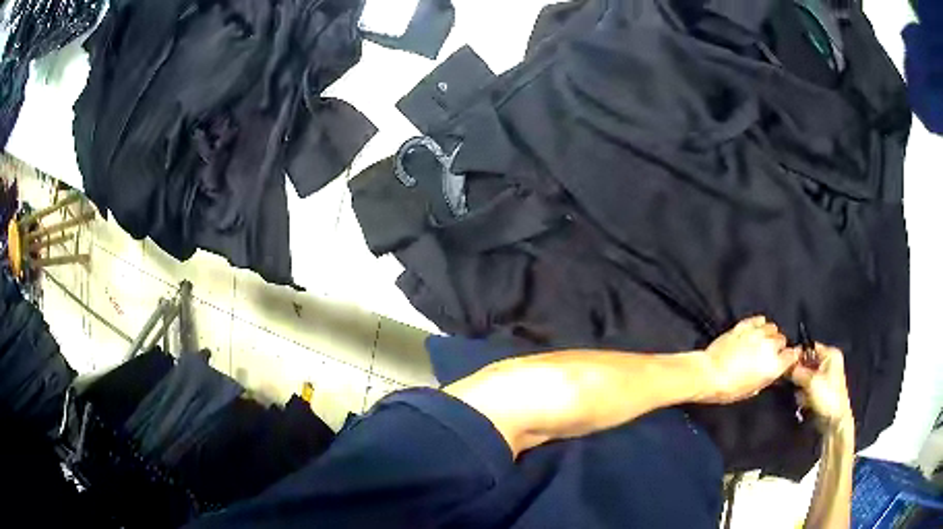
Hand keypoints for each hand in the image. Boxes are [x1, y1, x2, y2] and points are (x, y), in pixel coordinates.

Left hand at [698, 316, 797, 403]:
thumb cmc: (729, 389)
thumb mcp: (752, 390)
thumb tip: (769, 372)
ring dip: (769, 334)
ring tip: (762, 340)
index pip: (792, 355)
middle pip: (782, 340)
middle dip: (778, 346)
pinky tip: (756, 328)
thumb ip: (766, 378)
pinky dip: (760, 323)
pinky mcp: (744, 326)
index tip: (786, 359)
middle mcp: (769, 347)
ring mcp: (757, 334)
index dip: (790, 357)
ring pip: (772, 327)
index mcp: (774, 365)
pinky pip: (759, 319)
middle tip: (769, 353)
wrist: (709, 374)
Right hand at [789, 343, 853, 433]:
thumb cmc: (827, 396)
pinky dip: (804, 394)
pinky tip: (804, 402)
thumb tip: (784, 366)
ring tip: (802, 396)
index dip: (798, 354)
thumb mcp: (811, 381)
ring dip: (801, 386)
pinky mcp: (821, 391)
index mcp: (830, 354)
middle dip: (799, 373)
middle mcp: (829, 362)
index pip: (810, 347)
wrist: (834, 421)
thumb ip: (797, 371)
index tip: (785, 363)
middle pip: (807, 362)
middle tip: (793, 381)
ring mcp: (825, 377)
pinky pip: (807, 387)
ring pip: (805, 377)